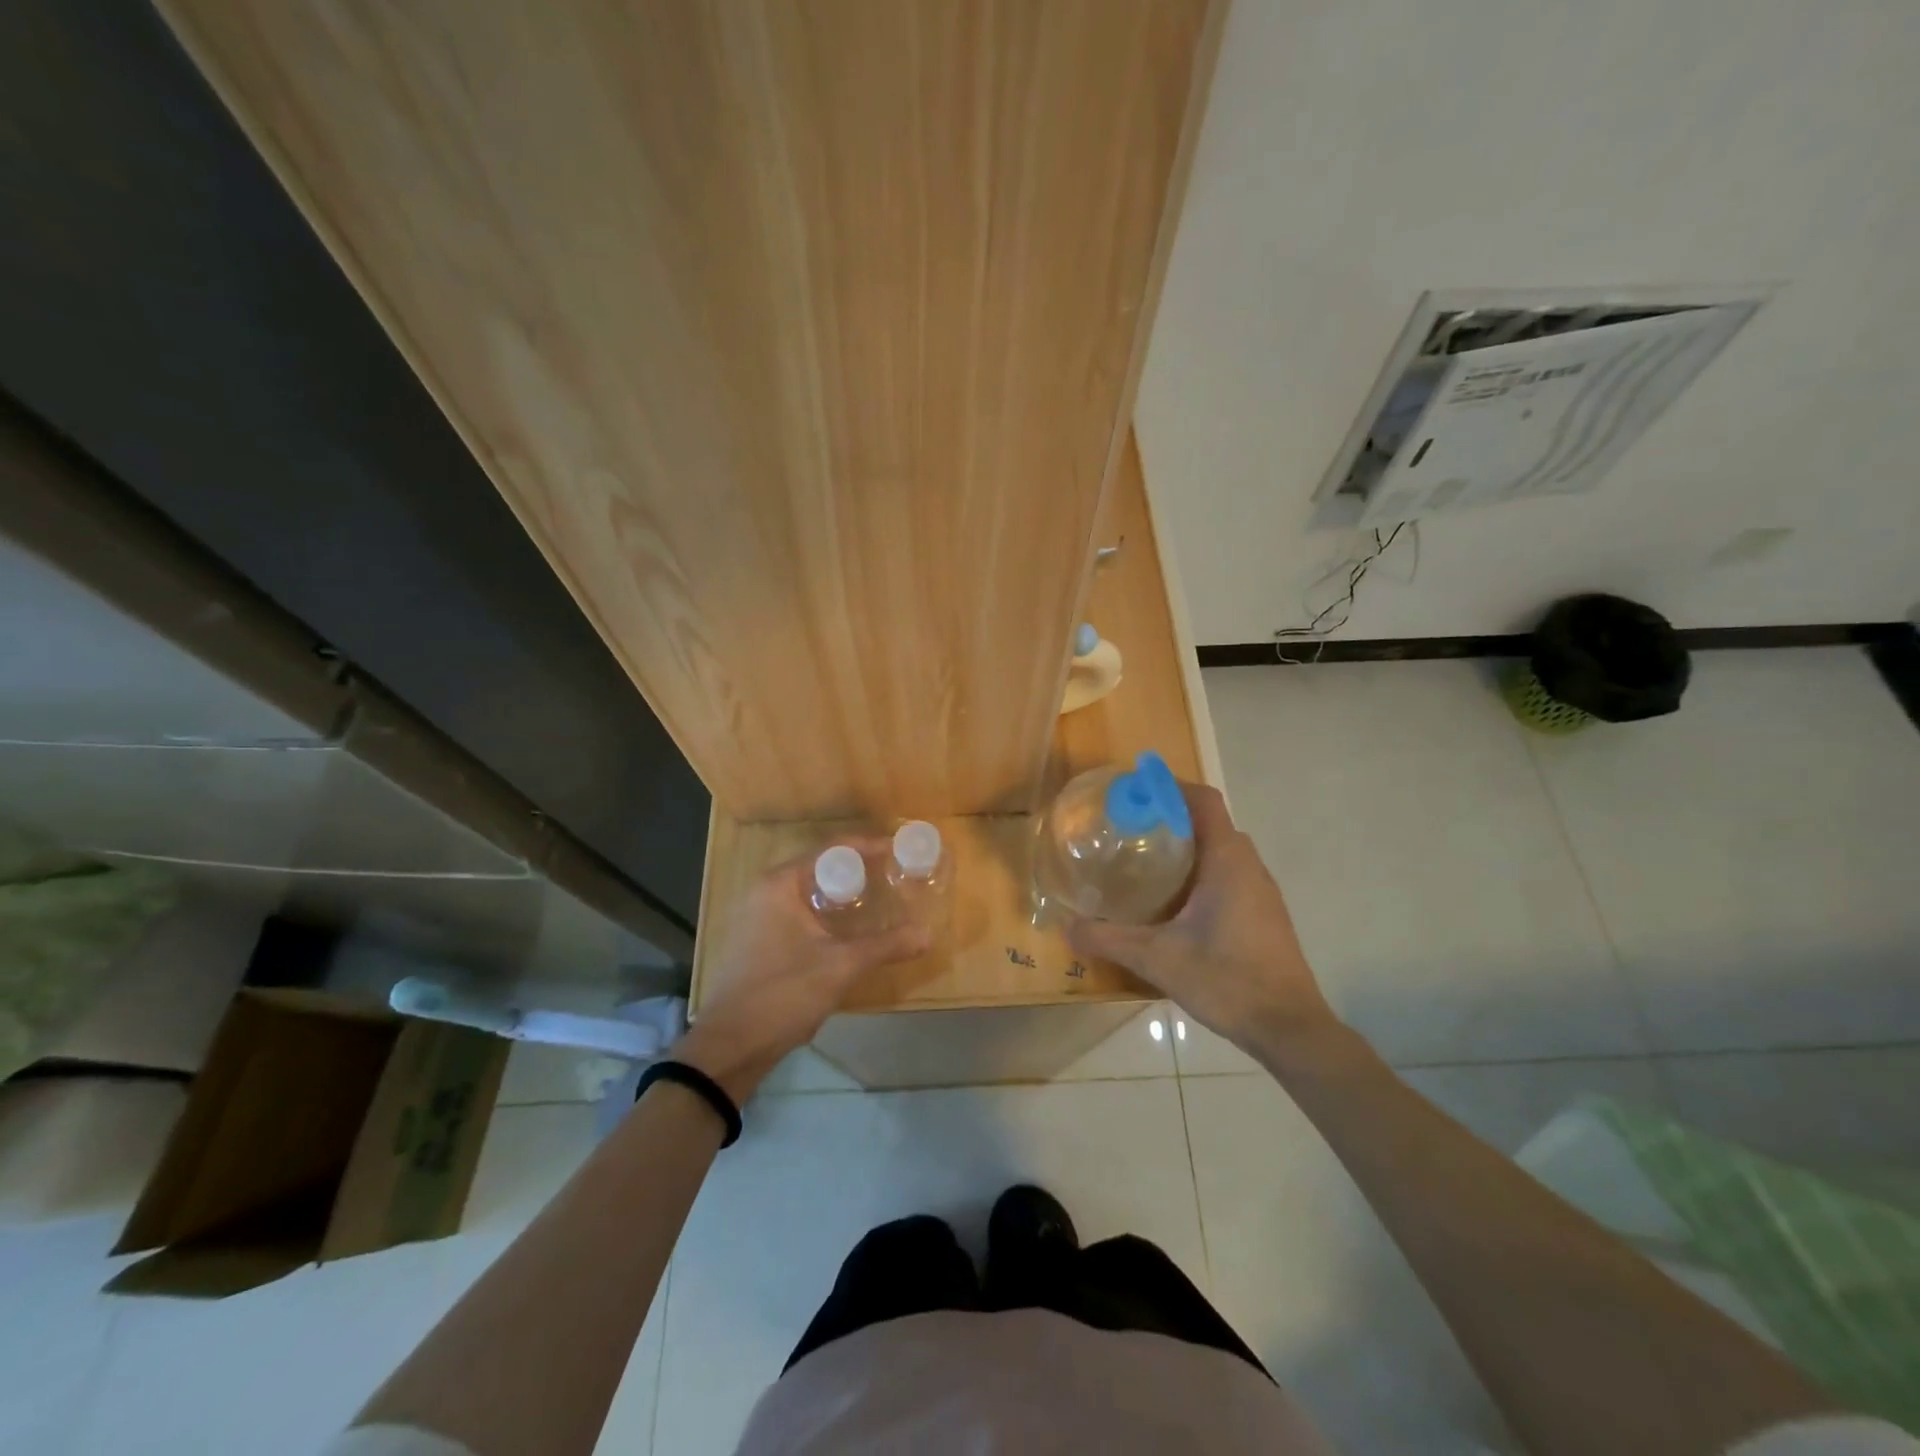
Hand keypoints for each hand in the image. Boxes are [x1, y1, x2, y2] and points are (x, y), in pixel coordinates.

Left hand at [675, 846, 929, 1101]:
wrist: (730, 1046)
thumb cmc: (783, 993)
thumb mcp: (841, 967)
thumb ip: (885, 946)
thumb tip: (928, 934)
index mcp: (781, 884)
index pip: (832, 850)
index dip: (869, 847)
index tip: (899, 850)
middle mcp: (766, 891)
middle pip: (821, 869)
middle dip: (859, 871)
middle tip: (894, 877)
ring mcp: (758, 916)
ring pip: (810, 893)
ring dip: (843, 895)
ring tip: (879, 901)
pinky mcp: (758, 940)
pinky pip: (800, 914)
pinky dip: (827, 915)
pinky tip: (849, 932)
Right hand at [1065, 784, 1338, 1057]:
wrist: (1290, 1029)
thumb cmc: (1227, 980)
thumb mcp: (1157, 959)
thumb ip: (1109, 940)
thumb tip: (1066, 927)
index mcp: (1227, 861)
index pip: (1204, 800)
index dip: (1171, 786)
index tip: (1135, 790)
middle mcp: (1248, 866)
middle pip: (1210, 822)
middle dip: (1171, 817)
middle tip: (1130, 829)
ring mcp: (1262, 891)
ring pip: (1221, 850)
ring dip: (1187, 847)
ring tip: (1145, 862)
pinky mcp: (1265, 914)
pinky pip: (1230, 874)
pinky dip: (1201, 872)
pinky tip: (1174, 903)